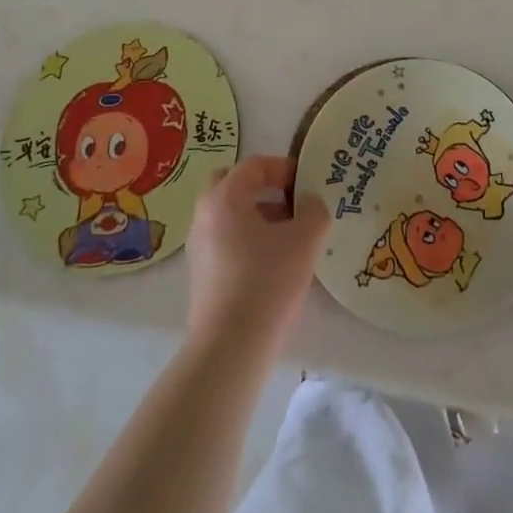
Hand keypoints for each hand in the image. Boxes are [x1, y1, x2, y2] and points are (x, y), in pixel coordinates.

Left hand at [185, 155, 328, 352]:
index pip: (253, 165)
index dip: (282, 167)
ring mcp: (198, 246)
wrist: (230, 346)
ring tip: (287, 237)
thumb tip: (309, 203)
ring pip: (228, 215)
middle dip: (261, 188)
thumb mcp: (305, 239)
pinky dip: (246, 240)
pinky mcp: (200, 275)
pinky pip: (224, 241)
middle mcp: (204, 215)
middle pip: (231, 184)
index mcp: (225, 197)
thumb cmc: (268, 281)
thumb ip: (314, 210)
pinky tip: (271, 264)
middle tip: (289, 202)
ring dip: (256, 216)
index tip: (306, 182)